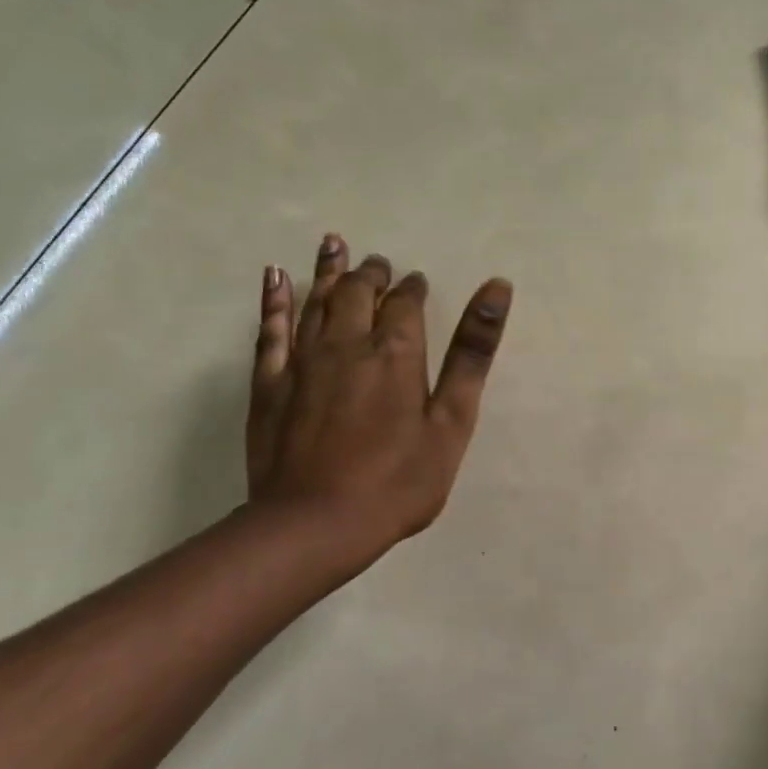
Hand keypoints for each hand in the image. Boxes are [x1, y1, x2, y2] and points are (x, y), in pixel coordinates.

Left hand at [246, 234, 512, 569]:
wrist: (315, 524)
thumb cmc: (398, 480)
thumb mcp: (452, 421)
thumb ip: (472, 353)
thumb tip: (497, 288)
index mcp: (395, 352)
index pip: (405, 302)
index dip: (412, 287)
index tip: (416, 281)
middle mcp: (347, 343)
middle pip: (357, 292)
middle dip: (372, 273)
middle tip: (379, 263)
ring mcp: (302, 361)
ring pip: (316, 300)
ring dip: (328, 270)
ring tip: (334, 244)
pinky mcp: (270, 383)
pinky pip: (271, 329)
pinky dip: (274, 299)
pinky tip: (275, 277)